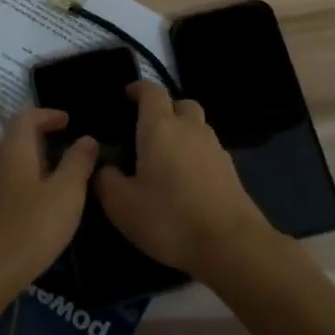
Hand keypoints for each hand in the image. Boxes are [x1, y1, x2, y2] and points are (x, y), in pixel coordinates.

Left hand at [0, 108, 98, 305]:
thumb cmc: (30, 227)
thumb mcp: (67, 193)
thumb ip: (78, 162)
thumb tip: (87, 138)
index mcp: (13, 148)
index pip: (27, 116)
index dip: (48, 114)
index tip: (67, 121)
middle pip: (14, 137)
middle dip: (38, 138)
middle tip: (63, 149)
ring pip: (6, 160)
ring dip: (27, 161)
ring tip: (51, 176)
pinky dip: (17, 181)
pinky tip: (30, 203)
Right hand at [95, 82, 272, 276]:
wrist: (230, 245)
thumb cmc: (169, 218)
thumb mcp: (122, 205)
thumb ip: (106, 181)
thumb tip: (104, 168)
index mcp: (160, 127)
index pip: (151, 91)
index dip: (138, 89)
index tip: (127, 96)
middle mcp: (190, 128)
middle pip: (180, 104)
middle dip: (165, 109)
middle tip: (148, 130)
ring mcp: (215, 148)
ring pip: (198, 126)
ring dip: (183, 132)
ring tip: (166, 157)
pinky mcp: (231, 170)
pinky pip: (209, 150)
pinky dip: (196, 155)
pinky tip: (187, 180)